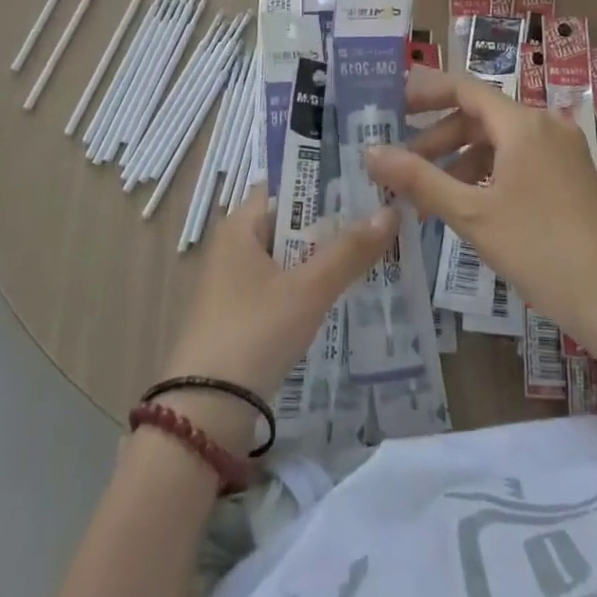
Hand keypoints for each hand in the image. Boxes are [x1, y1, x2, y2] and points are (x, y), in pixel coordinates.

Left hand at [158, 197, 396, 446]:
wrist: (205, 412)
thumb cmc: (254, 332)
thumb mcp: (308, 289)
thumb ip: (349, 251)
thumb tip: (390, 210)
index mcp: (239, 227)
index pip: (283, 188)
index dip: (321, 184)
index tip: (364, 184)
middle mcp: (233, 248)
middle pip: (289, 225)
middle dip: (331, 225)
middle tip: (380, 220)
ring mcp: (234, 286)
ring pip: (288, 261)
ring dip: (323, 260)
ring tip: (373, 256)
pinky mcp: (240, 319)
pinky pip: (282, 290)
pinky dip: (309, 289)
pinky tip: (343, 298)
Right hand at [365, 70, 596, 347]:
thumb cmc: (539, 249)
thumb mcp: (471, 214)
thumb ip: (419, 179)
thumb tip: (371, 152)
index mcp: (522, 124)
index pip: (464, 89)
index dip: (425, 92)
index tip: (391, 105)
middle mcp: (545, 126)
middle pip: (479, 117)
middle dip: (437, 139)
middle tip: (401, 166)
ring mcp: (563, 152)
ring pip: (498, 142)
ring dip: (460, 162)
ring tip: (428, 198)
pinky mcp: (572, 178)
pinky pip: (519, 161)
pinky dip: (487, 175)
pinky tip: (468, 207)